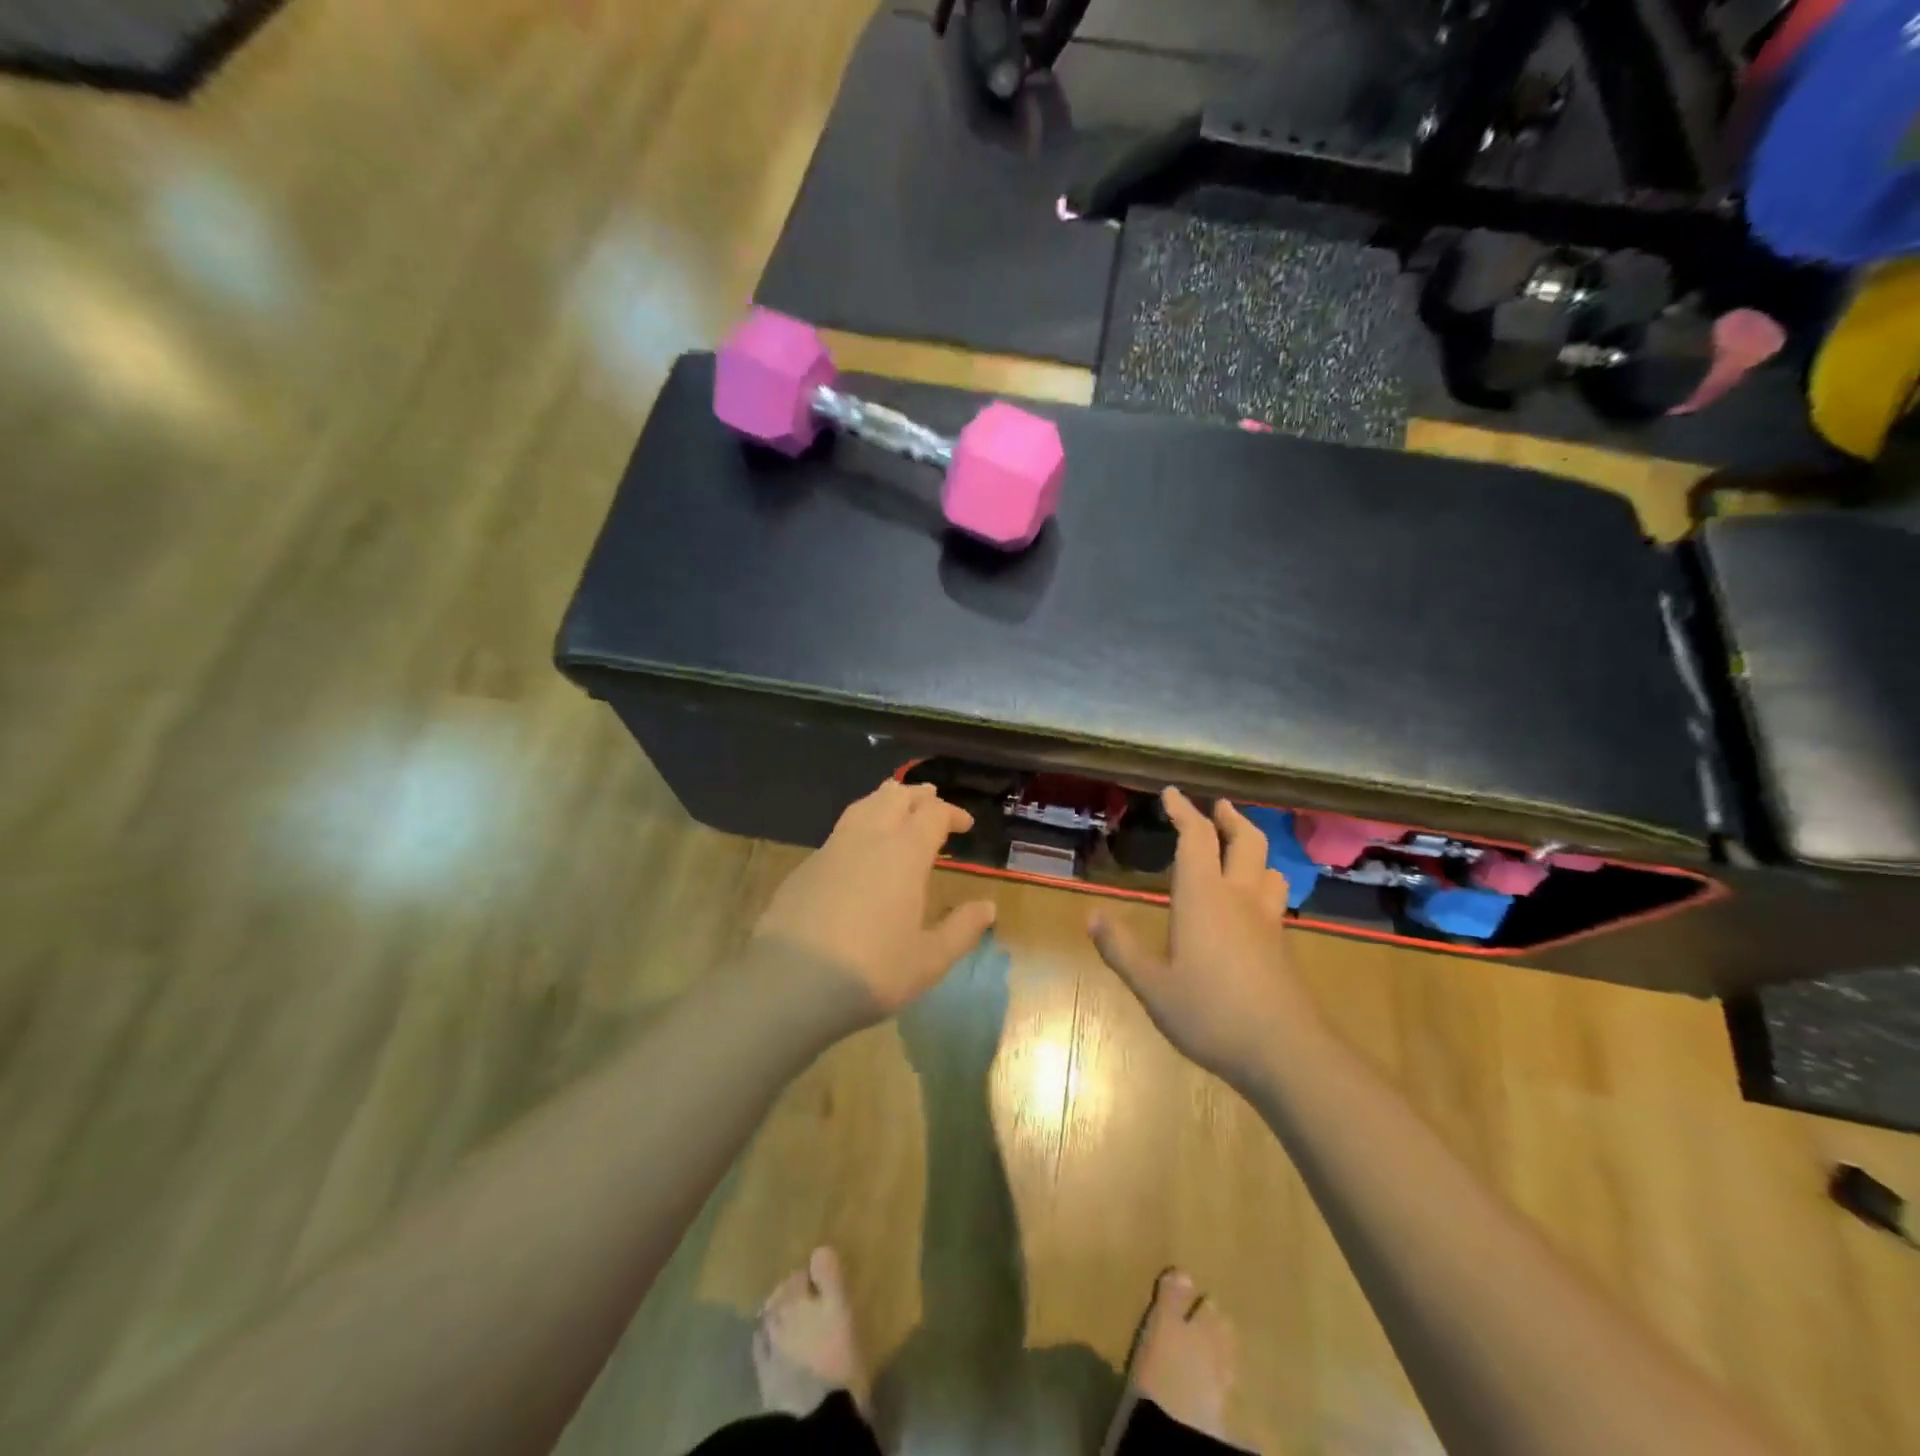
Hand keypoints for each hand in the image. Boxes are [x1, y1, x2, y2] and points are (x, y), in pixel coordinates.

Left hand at [754, 779, 996, 1024]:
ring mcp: (832, 849)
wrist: (790, 983)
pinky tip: (859, 849)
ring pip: (862, 806)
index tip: (964, 825)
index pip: (932, 814)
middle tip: (931, 802)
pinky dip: (859, 825)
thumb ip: (962, 929)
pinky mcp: (805, 867)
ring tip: (895, 806)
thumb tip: (988, 907)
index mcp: (904, 853)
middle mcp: (868, 838)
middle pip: (894, 797)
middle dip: (917, 796)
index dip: (951, 813)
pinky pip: (840, 831)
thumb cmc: (872, 970)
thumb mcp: (929, 960)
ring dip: (884, 800)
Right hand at [1088, 788, 1320, 1086]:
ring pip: (1268, 867)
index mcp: (1203, 897)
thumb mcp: (1152, 986)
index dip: (1184, 810)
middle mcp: (1239, 898)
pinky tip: (1251, 902)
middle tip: (1217, 806)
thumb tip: (1092, 915)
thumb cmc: (1210, 1014)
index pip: (1196, 837)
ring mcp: (1266, 921)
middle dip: (1230, 817)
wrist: (1285, 1052)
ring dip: (1253, 847)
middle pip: (1246, 840)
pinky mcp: (1281, 944)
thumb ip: (1121, 949)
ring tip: (1239, 847)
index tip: (1172, 793)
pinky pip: (1273, 897)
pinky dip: (1262, 881)